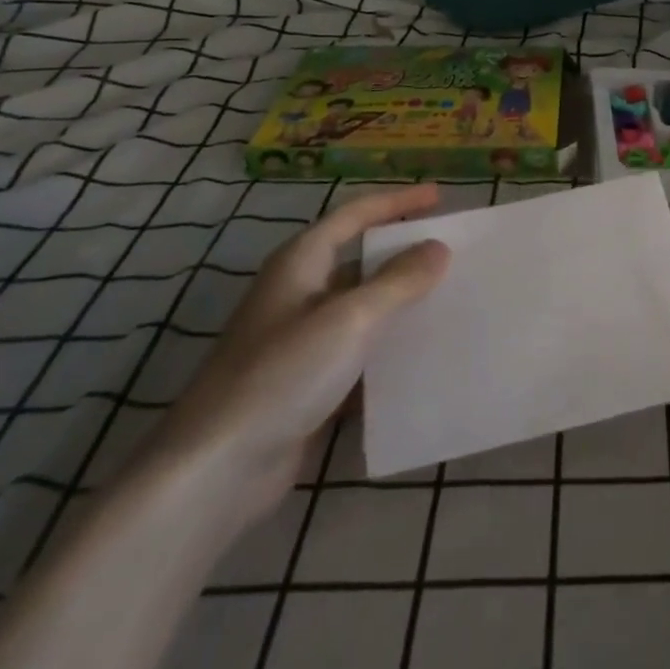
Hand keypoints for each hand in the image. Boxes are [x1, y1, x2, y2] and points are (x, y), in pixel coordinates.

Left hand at [143, 184, 449, 523]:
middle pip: (359, 260)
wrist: (217, 471)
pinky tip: (423, 357)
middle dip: (403, 253)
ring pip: (362, 309)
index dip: (396, 201)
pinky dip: (388, 350)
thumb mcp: (351, 319)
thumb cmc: (283, 375)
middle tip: (452, 252)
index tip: (439, 197)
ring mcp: (301, 342)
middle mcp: (299, 294)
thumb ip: (399, 281)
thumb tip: (438, 248)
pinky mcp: (307, 384)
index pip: (354, 215)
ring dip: (400, 303)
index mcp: (301, 264)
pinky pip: (358, 353)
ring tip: (450, 299)